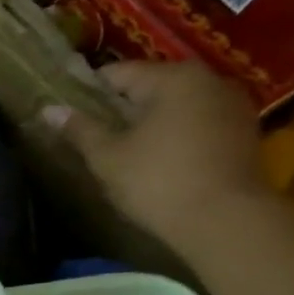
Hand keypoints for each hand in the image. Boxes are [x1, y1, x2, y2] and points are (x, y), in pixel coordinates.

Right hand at [42, 61, 271, 256]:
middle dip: (120, 105)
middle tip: (91, 130)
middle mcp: (208, 80)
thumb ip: (80, 129)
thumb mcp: (108, 157)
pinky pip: (197, 121)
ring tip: (121, 144)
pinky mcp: (244, 131)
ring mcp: (232, 105)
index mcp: (172, 79)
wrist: (227, 220)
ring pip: (176, 104)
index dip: (88, 90)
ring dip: (149, 119)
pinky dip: (174, 131)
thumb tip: (49, 109)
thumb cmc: (158, 181)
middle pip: (151, 85)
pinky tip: (156, 155)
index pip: (118, 73)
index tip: (68, 109)